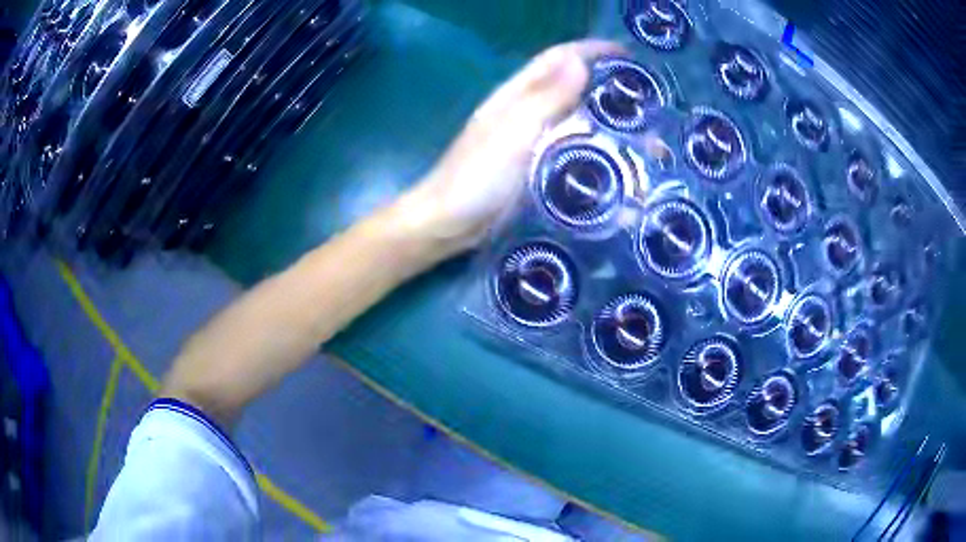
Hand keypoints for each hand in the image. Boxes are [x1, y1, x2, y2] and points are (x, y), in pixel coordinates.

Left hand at [397, 39, 624, 256]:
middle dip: (606, 86)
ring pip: (574, 119)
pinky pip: (570, 149)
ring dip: (605, 120)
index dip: (591, 50)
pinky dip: (594, 150)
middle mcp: (526, 111)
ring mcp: (530, 139)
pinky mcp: (534, 165)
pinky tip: (616, 164)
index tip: (628, 54)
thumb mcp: (514, 133)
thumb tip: (580, 61)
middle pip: (571, 86)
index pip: (558, 59)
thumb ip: (547, 98)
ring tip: (642, 134)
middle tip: (646, 101)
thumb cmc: (477, 175)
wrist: (448, 223)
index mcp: (517, 94)